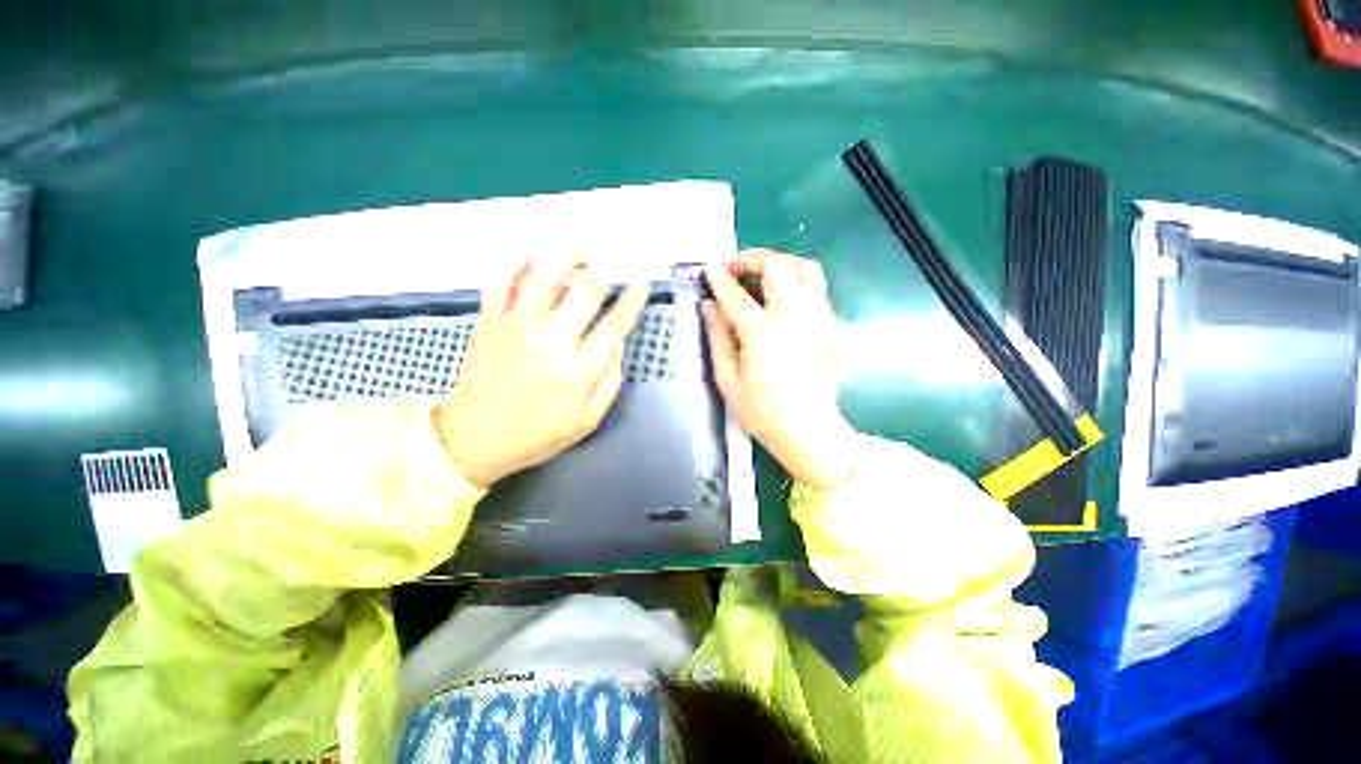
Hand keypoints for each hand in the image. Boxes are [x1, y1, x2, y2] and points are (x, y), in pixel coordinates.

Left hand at [435, 255, 647, 487]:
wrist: (475, 439)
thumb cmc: (538, 433)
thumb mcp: (588, 419)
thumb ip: (610, 380)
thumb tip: (618, 343)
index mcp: (579, 368)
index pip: (616, 323)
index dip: (633, 299)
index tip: (642, 285)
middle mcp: (551, 339)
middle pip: (585, 291)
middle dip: (604, 271)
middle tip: (610, 263)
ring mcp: (516, 325)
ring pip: (546, 275)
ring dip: (567, 254)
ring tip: (580, 248)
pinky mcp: (489, 321)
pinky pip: (502, 280)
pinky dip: (518, 263)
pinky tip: (533, 256)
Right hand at [703, 250, 859, 488]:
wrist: (808, 430)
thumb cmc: (761, 411)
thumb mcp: (727, 379)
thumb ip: (717, 337)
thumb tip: (709, 306)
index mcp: (762, 332)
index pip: (735, 294)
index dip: (719, 278)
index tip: (710, 268)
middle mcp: (793, 316)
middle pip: (778, 265)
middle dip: (752, 258)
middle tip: (736, 270)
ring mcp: (819, 318)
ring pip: (806, 268)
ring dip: (781, 264)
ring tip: (764, 277)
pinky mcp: (832, 326)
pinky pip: (817, 289)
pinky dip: (798, 284)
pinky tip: (784, 302)